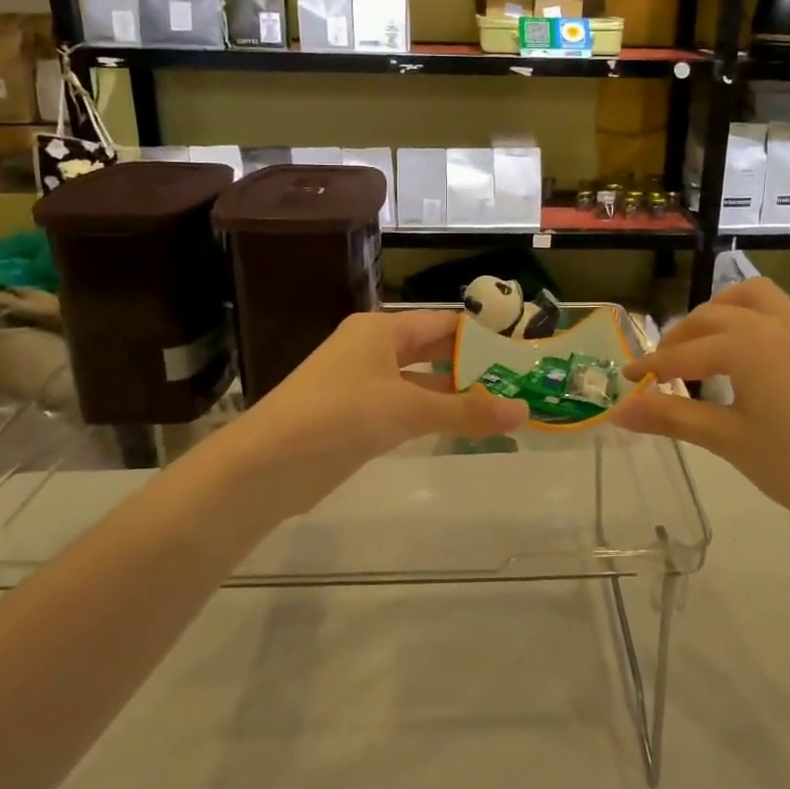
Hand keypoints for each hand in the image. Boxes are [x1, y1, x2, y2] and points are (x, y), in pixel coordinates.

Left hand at [205, 309, 527, 514]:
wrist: (267, 465)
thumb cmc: (339, 416)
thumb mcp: (407, 409)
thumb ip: (465, 411)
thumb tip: (523, 411)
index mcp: (381, 331)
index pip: (443, 323)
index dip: (481, 336)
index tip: (520, 352)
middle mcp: (373, 349)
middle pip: (433, 351)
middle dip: (472, 367)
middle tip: (518, 383)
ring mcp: (362, 384)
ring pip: (420, 382)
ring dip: (455, 395)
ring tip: (501, 407)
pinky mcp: (356, 417)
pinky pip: (405, 408)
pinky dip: (432, 415)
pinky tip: (460, 428)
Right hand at [612, 278, 789, 531]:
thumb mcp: (728, 441)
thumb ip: (672, 418)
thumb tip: (619, 411)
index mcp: (746, 346)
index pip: (683, 353)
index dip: (651, 367)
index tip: (625, 379)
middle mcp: (772, 323)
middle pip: (711, 318)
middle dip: (679, 340)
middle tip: (659, 371)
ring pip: (747, 298)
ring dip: (717, 313)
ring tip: (700, 345)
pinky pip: (775, 308)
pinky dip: (747, 315)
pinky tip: (744, 350)